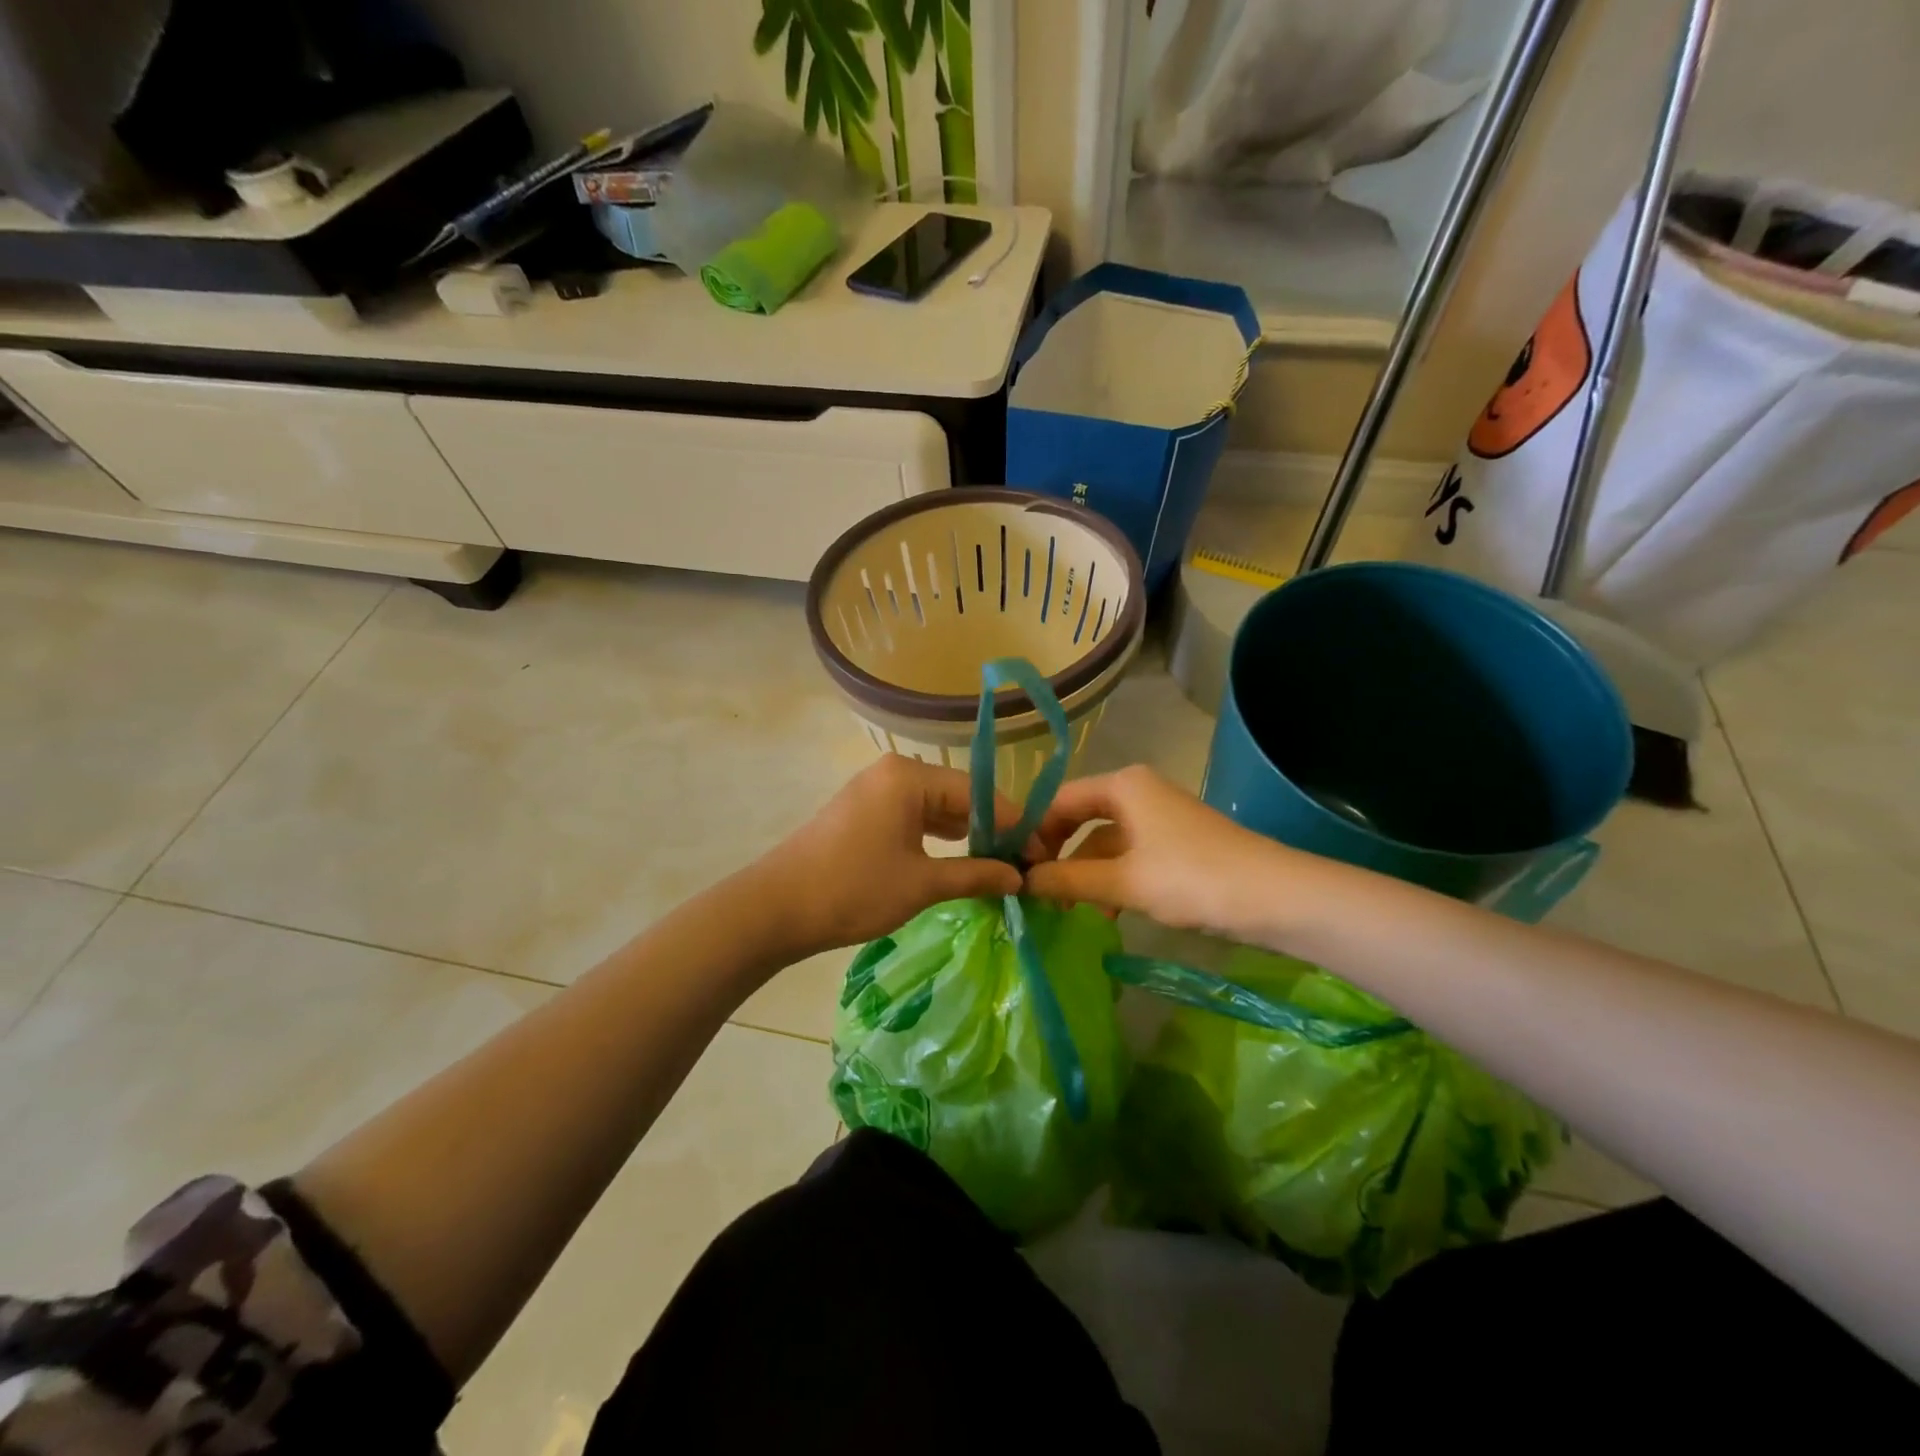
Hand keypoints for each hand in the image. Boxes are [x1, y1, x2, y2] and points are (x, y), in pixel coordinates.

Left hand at [756, 755, 1028, 957]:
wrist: (775, 908)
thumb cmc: (853, 890)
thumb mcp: (921, 884)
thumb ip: (976, 875)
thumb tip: (1018, 878)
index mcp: (909, 776)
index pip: (979, 793)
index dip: (1015, 825)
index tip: (1042, 855)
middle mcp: (894, 772)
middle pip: (958, 795)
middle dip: (992, 829)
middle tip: (1023, 863)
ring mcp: (875, 789)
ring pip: (936, 806)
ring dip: (966, 833)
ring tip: (998, 864)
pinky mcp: (863, 810)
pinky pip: (913, 816)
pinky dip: (937, 836)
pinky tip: (958, 857)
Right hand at [1024, 765, 1294, 941]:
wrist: (1275, 898)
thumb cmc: (1191, 878)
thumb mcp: (1122, 881)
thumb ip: (1068, 880)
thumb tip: (1021, 881)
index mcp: (1123, 785)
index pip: (1059, 800)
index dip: (1033, 832)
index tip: (1014, 868)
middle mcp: (1138, 792)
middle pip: (1080, 818)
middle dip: (1057, 855)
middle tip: (1035, 889)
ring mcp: (1158, 818)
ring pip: (1104, 841)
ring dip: (1084, 873)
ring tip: (1065, 910)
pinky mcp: (1174, 844)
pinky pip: (1127, 855)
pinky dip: (1111, 879)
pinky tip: (1105, 912)